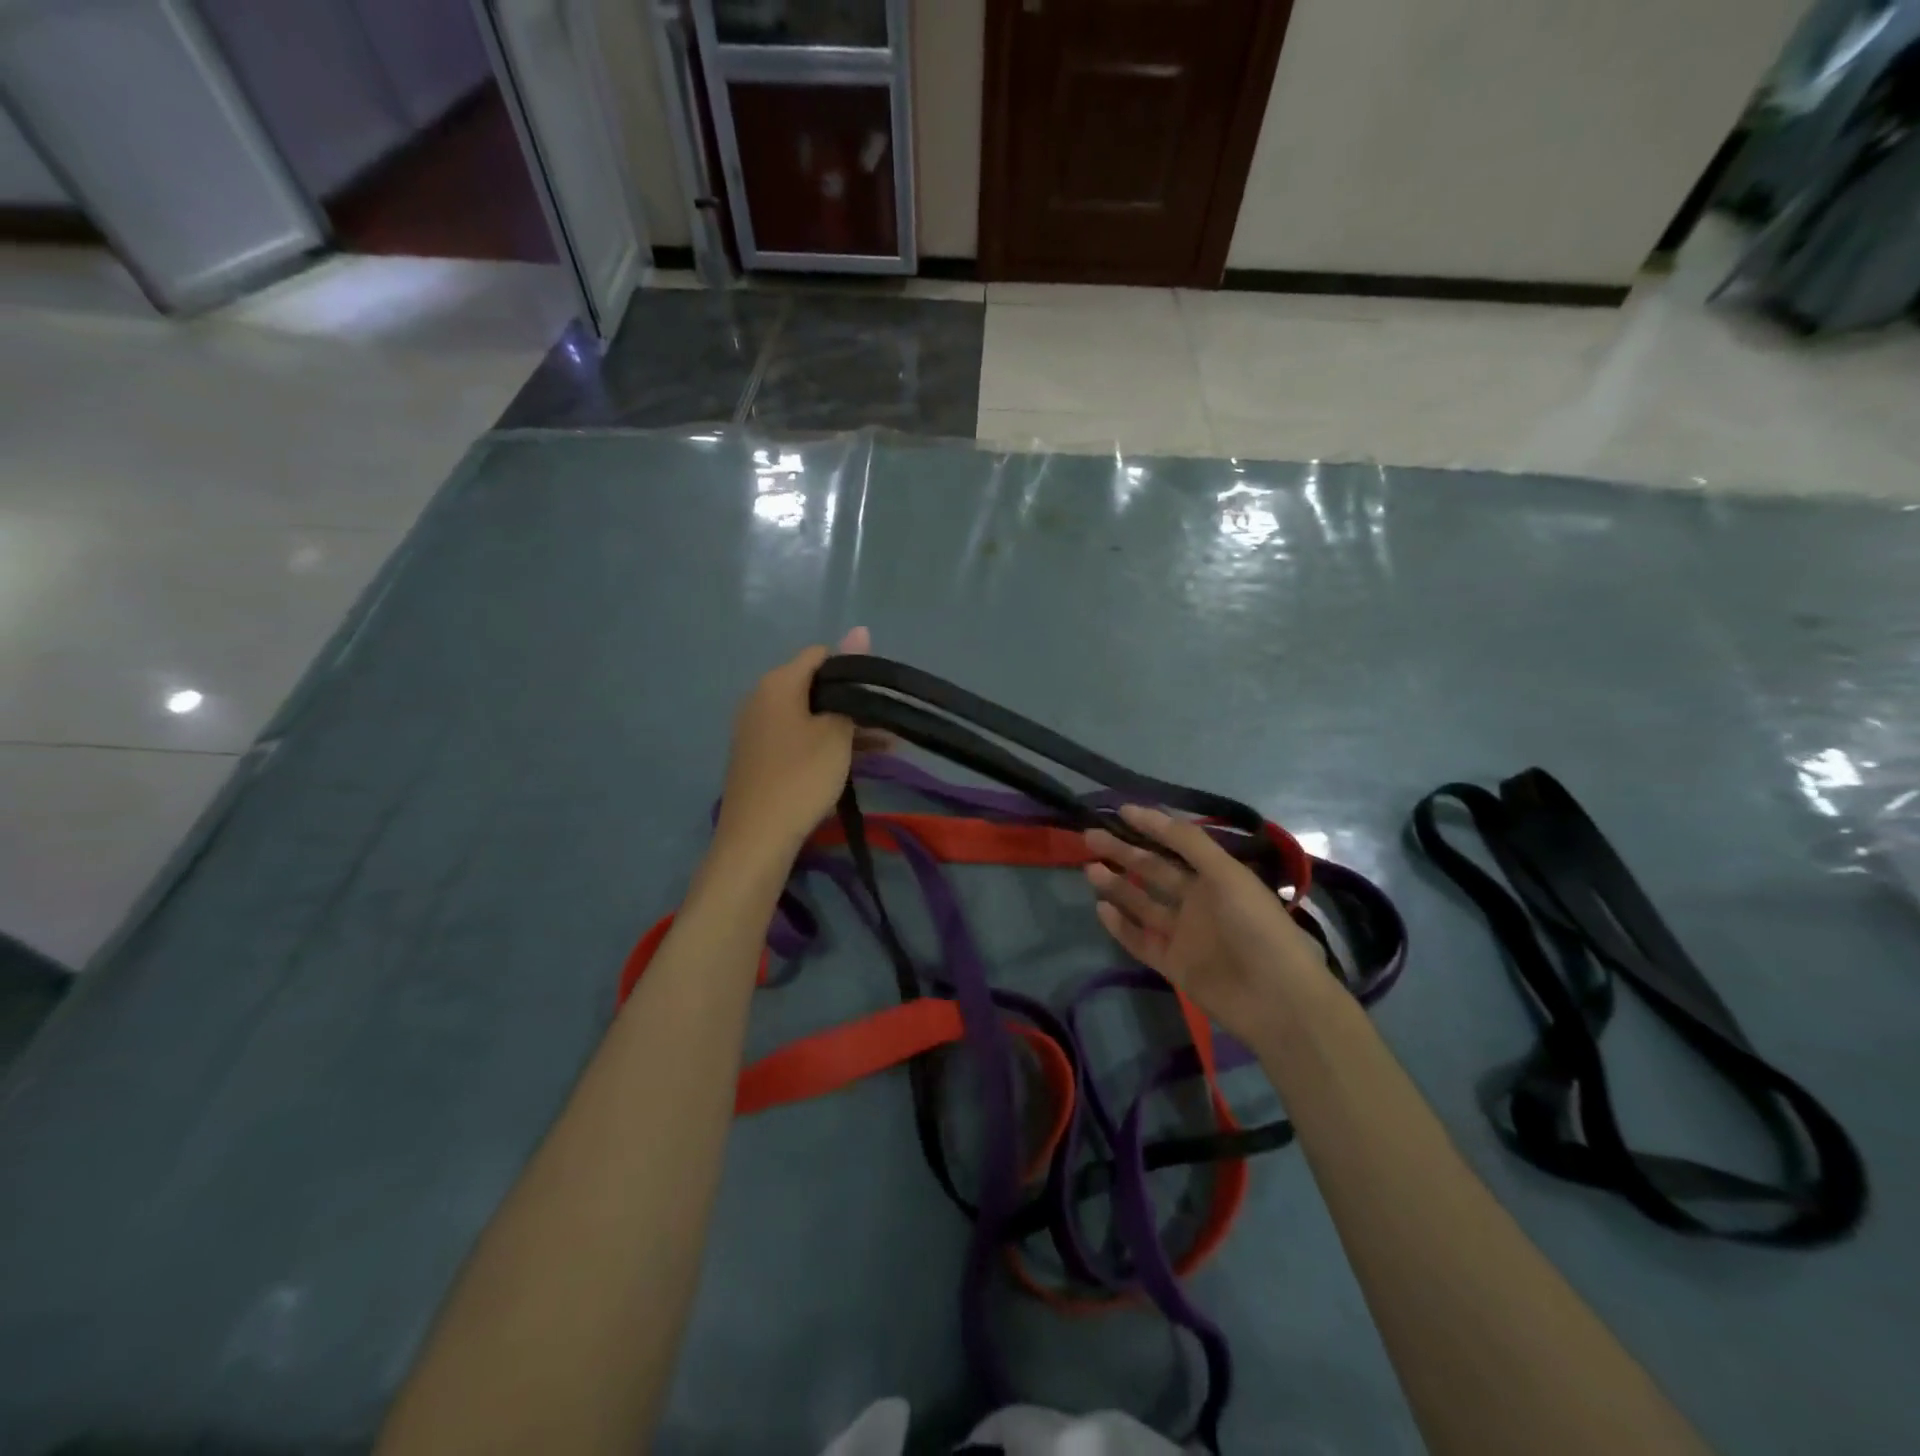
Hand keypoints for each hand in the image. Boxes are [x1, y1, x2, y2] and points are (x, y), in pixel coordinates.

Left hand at [714, 627, 873, 856]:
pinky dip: (825, 745)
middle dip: (854, 703)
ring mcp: (757, 730)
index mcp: (778, 683)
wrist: (757, 838)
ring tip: (888, 748)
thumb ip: (851, 682)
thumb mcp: (836, 730)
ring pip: (810, 717)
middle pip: (815, 687)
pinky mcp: (759, 757)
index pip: (820, 655)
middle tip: (889, 724)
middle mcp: (761, 699)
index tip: (880, 693)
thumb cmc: (801, 776)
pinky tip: (858, 763)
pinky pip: (798, 739)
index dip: (854, 668)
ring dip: (846, 728)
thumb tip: (860, 628)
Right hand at [1084, 806, 1332, 1048]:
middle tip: (1090, 836)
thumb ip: (1187, 842)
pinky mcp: (1173, 964)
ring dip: (1117, 885)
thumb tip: (1144, 811)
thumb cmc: (1255, 925)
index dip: (1150, 826)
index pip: (1176, 844)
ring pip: (1142, 903)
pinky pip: (1140, 940)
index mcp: (1216, 876)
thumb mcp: (1226, 873)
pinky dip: (1120, 926)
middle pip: (1153, 871)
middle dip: (1123, 852)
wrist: (1276, 997)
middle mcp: (1198, 901)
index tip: (1119, 811)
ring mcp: (1184, 933)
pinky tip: (1100, 908)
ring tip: (1089, 868)